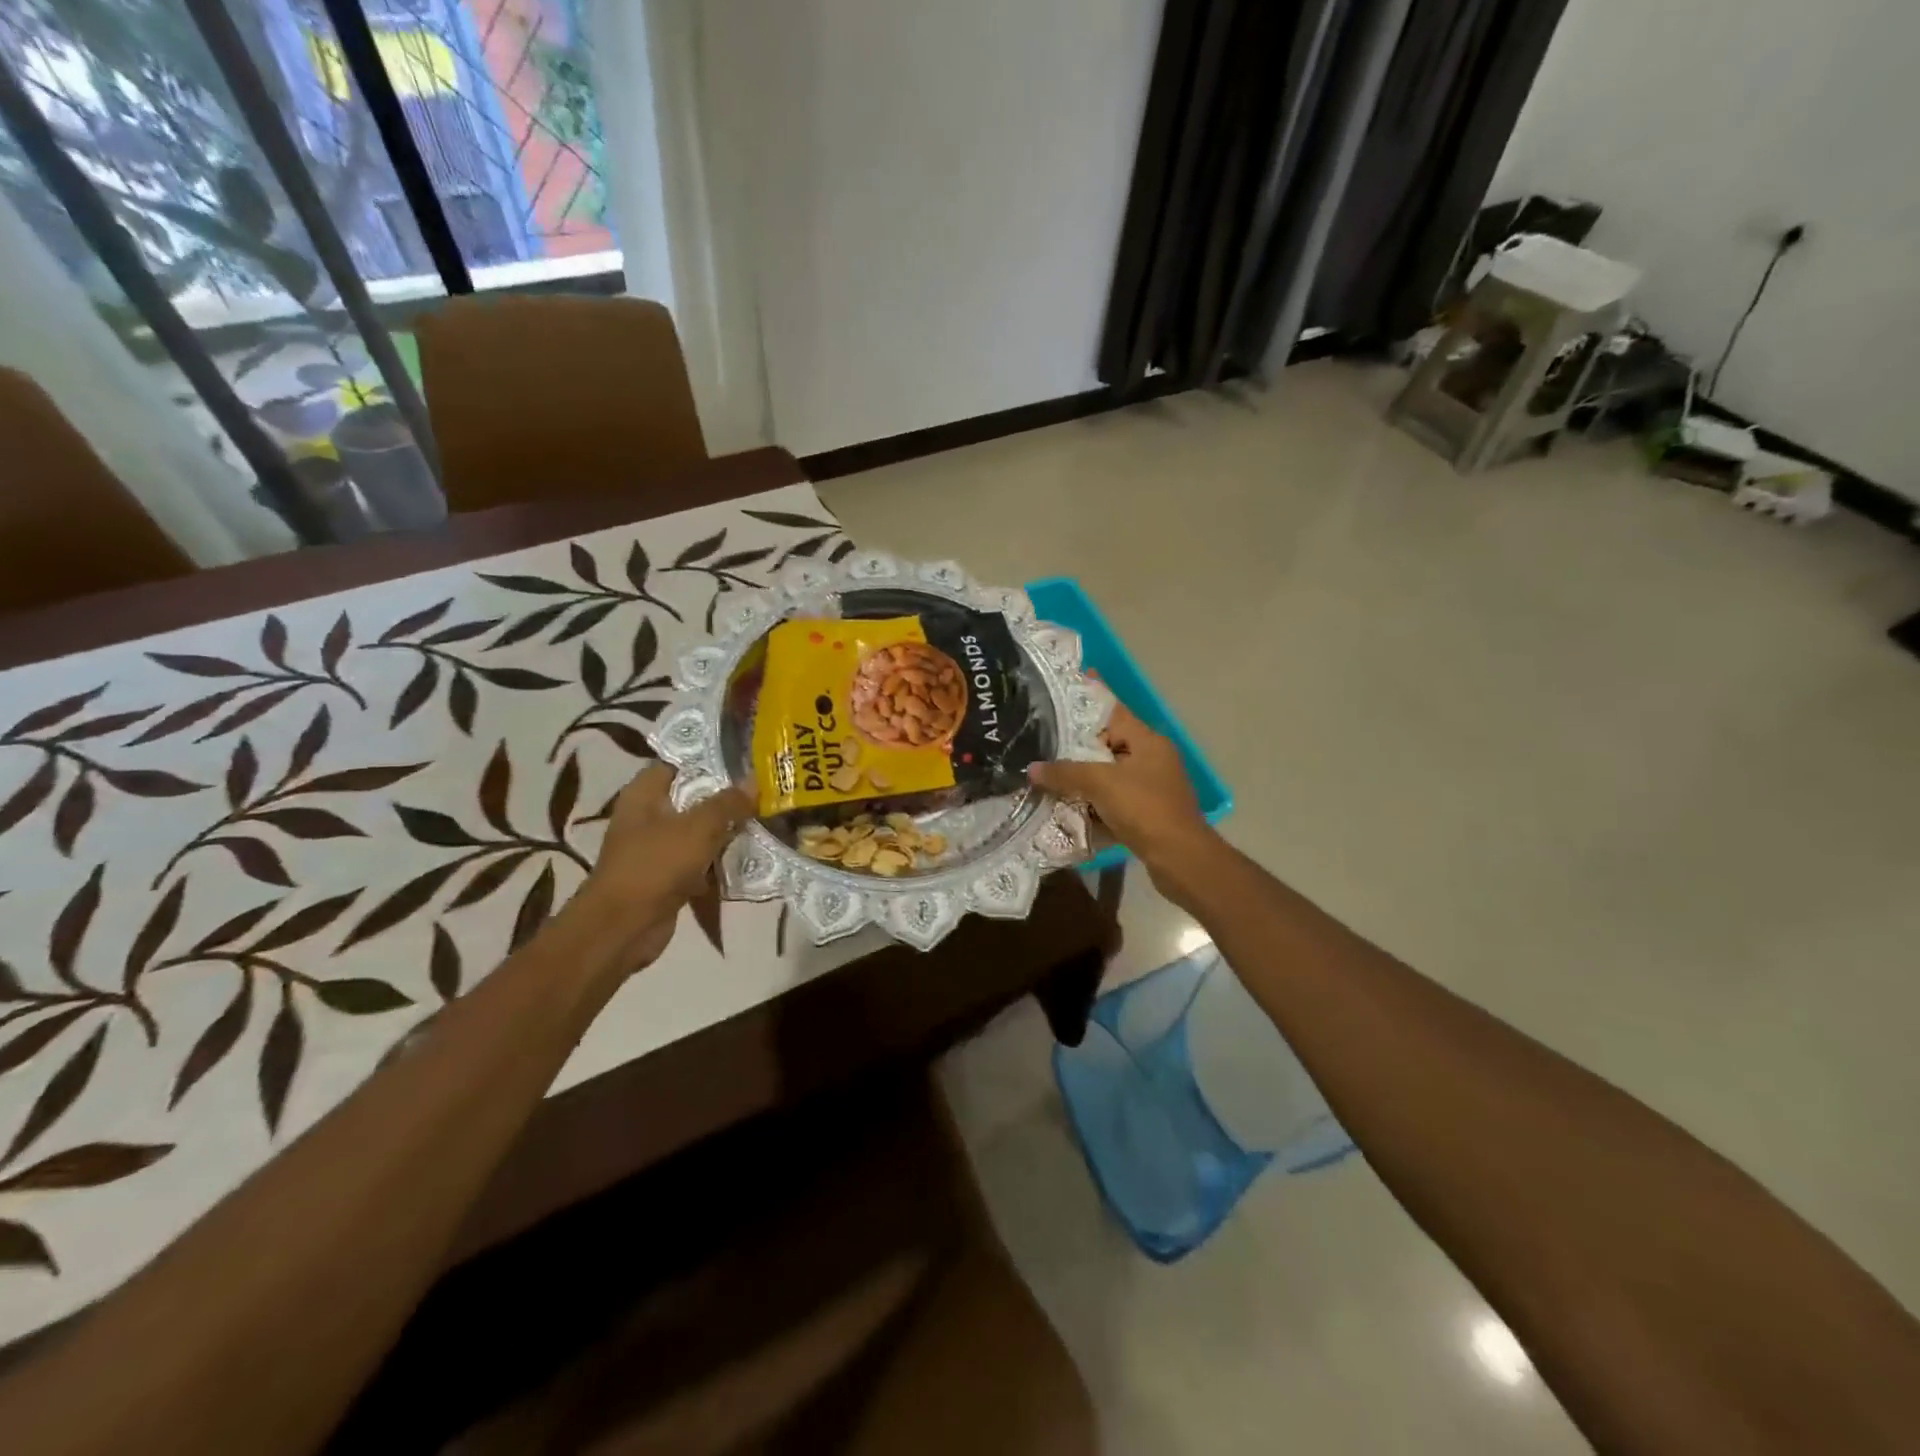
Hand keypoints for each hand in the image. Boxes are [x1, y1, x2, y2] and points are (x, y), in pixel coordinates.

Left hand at [574, 765, 751, 969]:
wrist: (624, 927)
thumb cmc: (655, 865)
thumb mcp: (697, 827)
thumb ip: (727, 803)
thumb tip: (754, 780)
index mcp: (643, 794)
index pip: (677, 764)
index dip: (708, 759)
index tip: (743, 759)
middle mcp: (647, 817)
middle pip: (691, 798)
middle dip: (725, 797)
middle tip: (763, 790)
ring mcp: (656, 849)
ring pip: (697, 831)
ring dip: (725, 830)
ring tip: (764, 819)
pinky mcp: (666, 877)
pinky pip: (698, 861)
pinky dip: (718, 861)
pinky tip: (749, 856)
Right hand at [1030, 706, 1217, 893]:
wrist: (1179, 858)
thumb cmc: (1145, 809)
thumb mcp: (1101, 784)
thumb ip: (1066, 772)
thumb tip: (1033, 769)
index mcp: (1147, 741)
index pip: (1113, 711)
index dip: (1089, 697)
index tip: (1064, 686)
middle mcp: (1151, 758)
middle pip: (1107, 743)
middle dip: (1076, 743)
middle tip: (1042, 737)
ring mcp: (1150, 786)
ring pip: (1108, 773)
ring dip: (1081, 776)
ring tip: (1046, 770)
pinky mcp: (1146, 812)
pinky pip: (1111, 799)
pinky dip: (1092, 800)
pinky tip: (1065, 804)